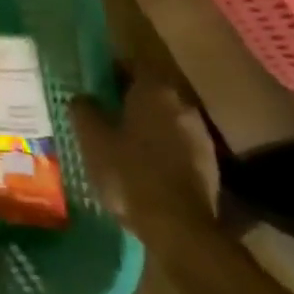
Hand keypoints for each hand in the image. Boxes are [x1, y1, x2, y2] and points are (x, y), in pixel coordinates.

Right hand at [71, 73, 219, 245]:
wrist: (180, 228)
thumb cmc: (130, 173)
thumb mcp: (92, 140)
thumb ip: (84, 110)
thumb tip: (82, 97)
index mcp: (154, 90)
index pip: (133, 65)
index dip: (114, 71)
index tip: (98, 84)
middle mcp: (182, 104)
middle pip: (153, 91)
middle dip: (132, 99)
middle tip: (108, 113)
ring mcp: (200, 135)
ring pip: (168, 119)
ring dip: (150, 125)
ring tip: (127, 142)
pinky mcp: (211, 164)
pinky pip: (180, 145)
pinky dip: (165, 149)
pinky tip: (148, 167)